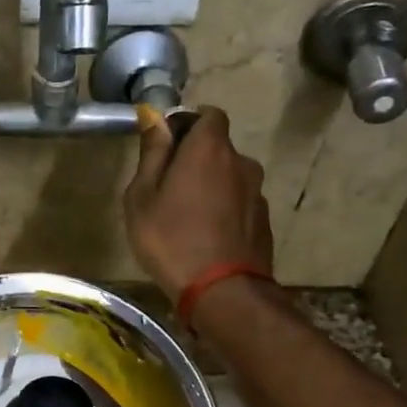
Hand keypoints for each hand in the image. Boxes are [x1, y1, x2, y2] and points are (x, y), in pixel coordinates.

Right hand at [124, 105, 273, 299]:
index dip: (187, 125)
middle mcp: (241, 162)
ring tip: (188, 219)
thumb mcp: (142, 197)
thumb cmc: (171, 239)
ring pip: (230, 179)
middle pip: (218, 149)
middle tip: (169, 190)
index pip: (208, 115)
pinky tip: (207, 238)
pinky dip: (225, 212)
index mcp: (209, 148)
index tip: (167, 148)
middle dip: (197, 160)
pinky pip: (239, 205)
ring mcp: (257, 193)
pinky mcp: (264, 221)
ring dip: (212, 188)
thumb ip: (152, 154)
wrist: (222, 291)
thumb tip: (155, 118)